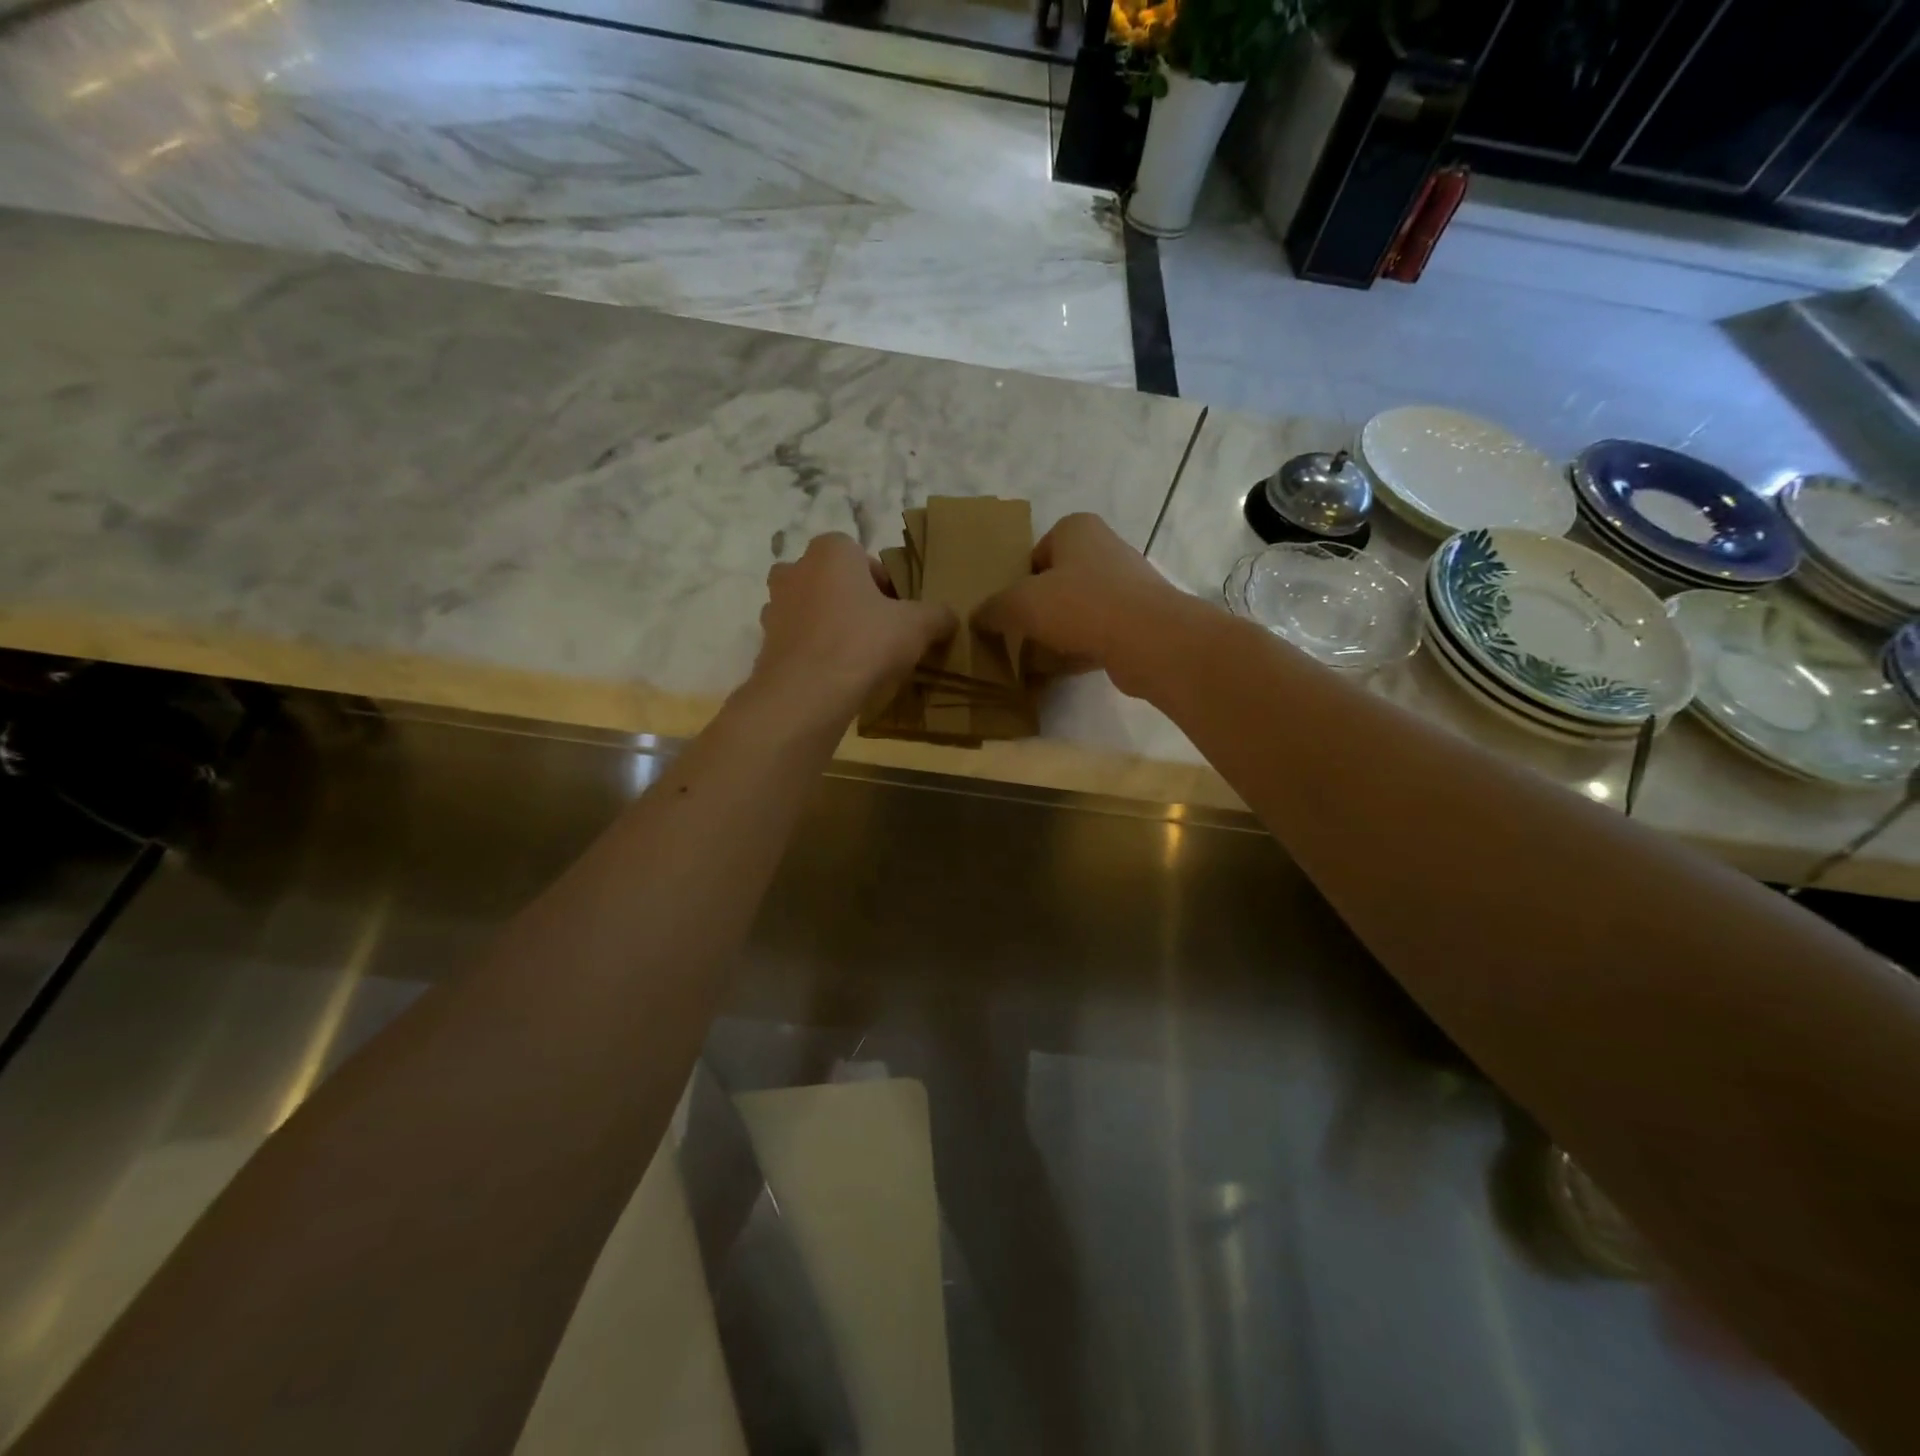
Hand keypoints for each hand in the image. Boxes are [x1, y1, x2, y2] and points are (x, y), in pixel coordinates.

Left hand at [751, 533, 954, 724]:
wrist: (808, 693)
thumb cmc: (864, 642)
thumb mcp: (917, 626)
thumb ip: (937, 615)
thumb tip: (948, 617)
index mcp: (831, 551)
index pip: (863, 558)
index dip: (885, 586)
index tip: (899, 613)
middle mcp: (795, 569)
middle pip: (834, 581)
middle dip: (854, 602)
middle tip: (879, 633)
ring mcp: (775, 606)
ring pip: (812, 610)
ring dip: (831, 626)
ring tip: (857, 657)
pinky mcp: (765, 642)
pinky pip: (798, 640)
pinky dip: (814, 651)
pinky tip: (835, 675)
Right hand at [975, 514, 1196, 697]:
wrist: (1149, 639)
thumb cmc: (1081, 605)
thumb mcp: (1022, 604)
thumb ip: (994, 608)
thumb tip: (977, 617)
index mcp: (1077, 528)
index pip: (1036, 551)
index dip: (1018, 580)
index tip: (1009, 608)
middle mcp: (1105, 548)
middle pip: (1057, 580)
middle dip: (1039, 607)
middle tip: (1018, 632)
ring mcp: (1126, 584)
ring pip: (1078, 607)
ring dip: (1059, 629)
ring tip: (1038, 654)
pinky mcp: (1138, 618)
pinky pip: (1098, 631)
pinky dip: (1081, 646)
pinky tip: (1065, 666)